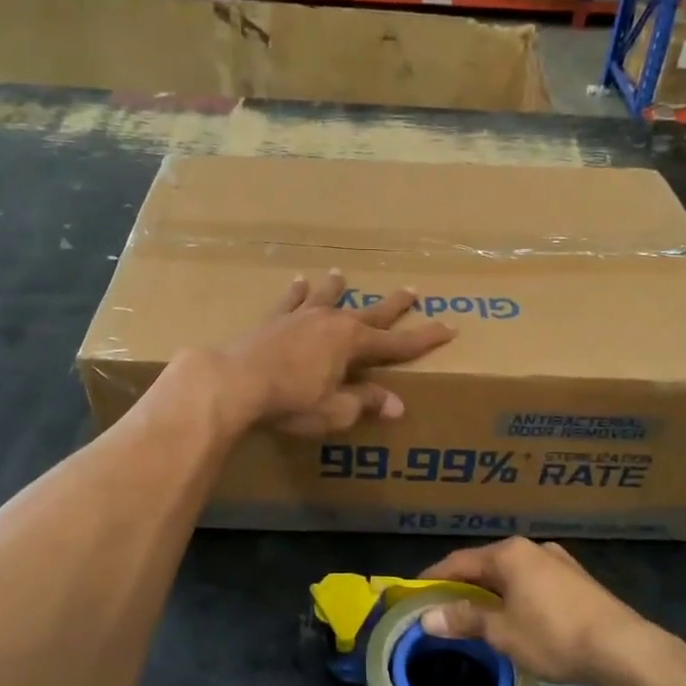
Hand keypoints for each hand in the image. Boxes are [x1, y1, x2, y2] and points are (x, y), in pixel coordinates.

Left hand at [207, 269, 455, 436]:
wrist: (235, 381)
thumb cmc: (290, 400)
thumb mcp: (335, 410)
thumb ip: (365, 403)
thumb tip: (396, 405)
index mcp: (353, 343)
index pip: (399, 343)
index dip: (426, 338)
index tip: (450, 327)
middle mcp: (332, 322)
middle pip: (370, 313)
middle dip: (393, 305)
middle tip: (412, 290)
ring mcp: (302, 317)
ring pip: (328, 298)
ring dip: (338, 288)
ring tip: (342, 275)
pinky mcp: (274, 320)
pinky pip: (290, 302)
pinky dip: (297, 292)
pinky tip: (298, 281)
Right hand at [414, 538, 660, 685]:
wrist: (622, 647)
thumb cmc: (553, 634)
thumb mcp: (502, 632)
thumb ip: (465, 620)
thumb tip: (427, 618)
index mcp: (509, 553)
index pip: (459, 561)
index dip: (434, 578)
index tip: (415, 594)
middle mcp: (531, 548)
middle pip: (486, 565)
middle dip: (463, 586)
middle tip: (442, 609)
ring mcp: (557, 562)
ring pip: (511, 575)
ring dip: (491, 593)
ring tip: (476, 616)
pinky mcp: (576, 581)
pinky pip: (533, 584)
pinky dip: (515, 597)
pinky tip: (515, 617)